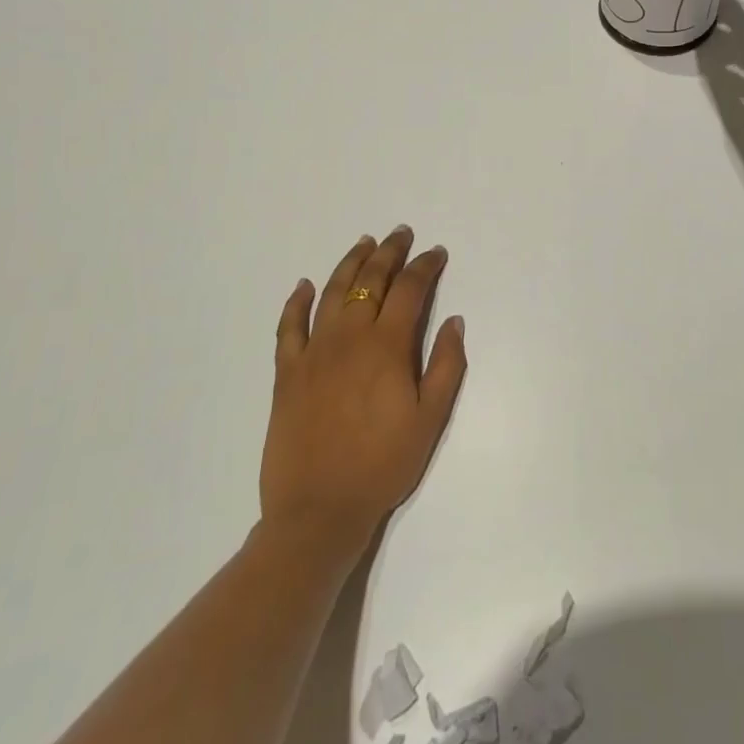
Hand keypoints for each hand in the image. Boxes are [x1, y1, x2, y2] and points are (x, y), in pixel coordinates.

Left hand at [260, 227, 467, 561]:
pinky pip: (289, 326)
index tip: (436, 253)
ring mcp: (313, 352)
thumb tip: (455, 321)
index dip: (425, 266)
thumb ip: (446, 365)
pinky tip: (305, 285)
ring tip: (364, 243)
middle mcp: (349, 337)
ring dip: (351, 263)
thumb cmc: (383, 465)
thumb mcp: (431, 419)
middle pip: (371, 280)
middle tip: (401, 234)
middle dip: (390, 252)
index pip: (410, 289)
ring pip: (333, 292)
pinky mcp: (287, 372)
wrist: (318, 510)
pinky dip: (297, 301)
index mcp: (387, 346)